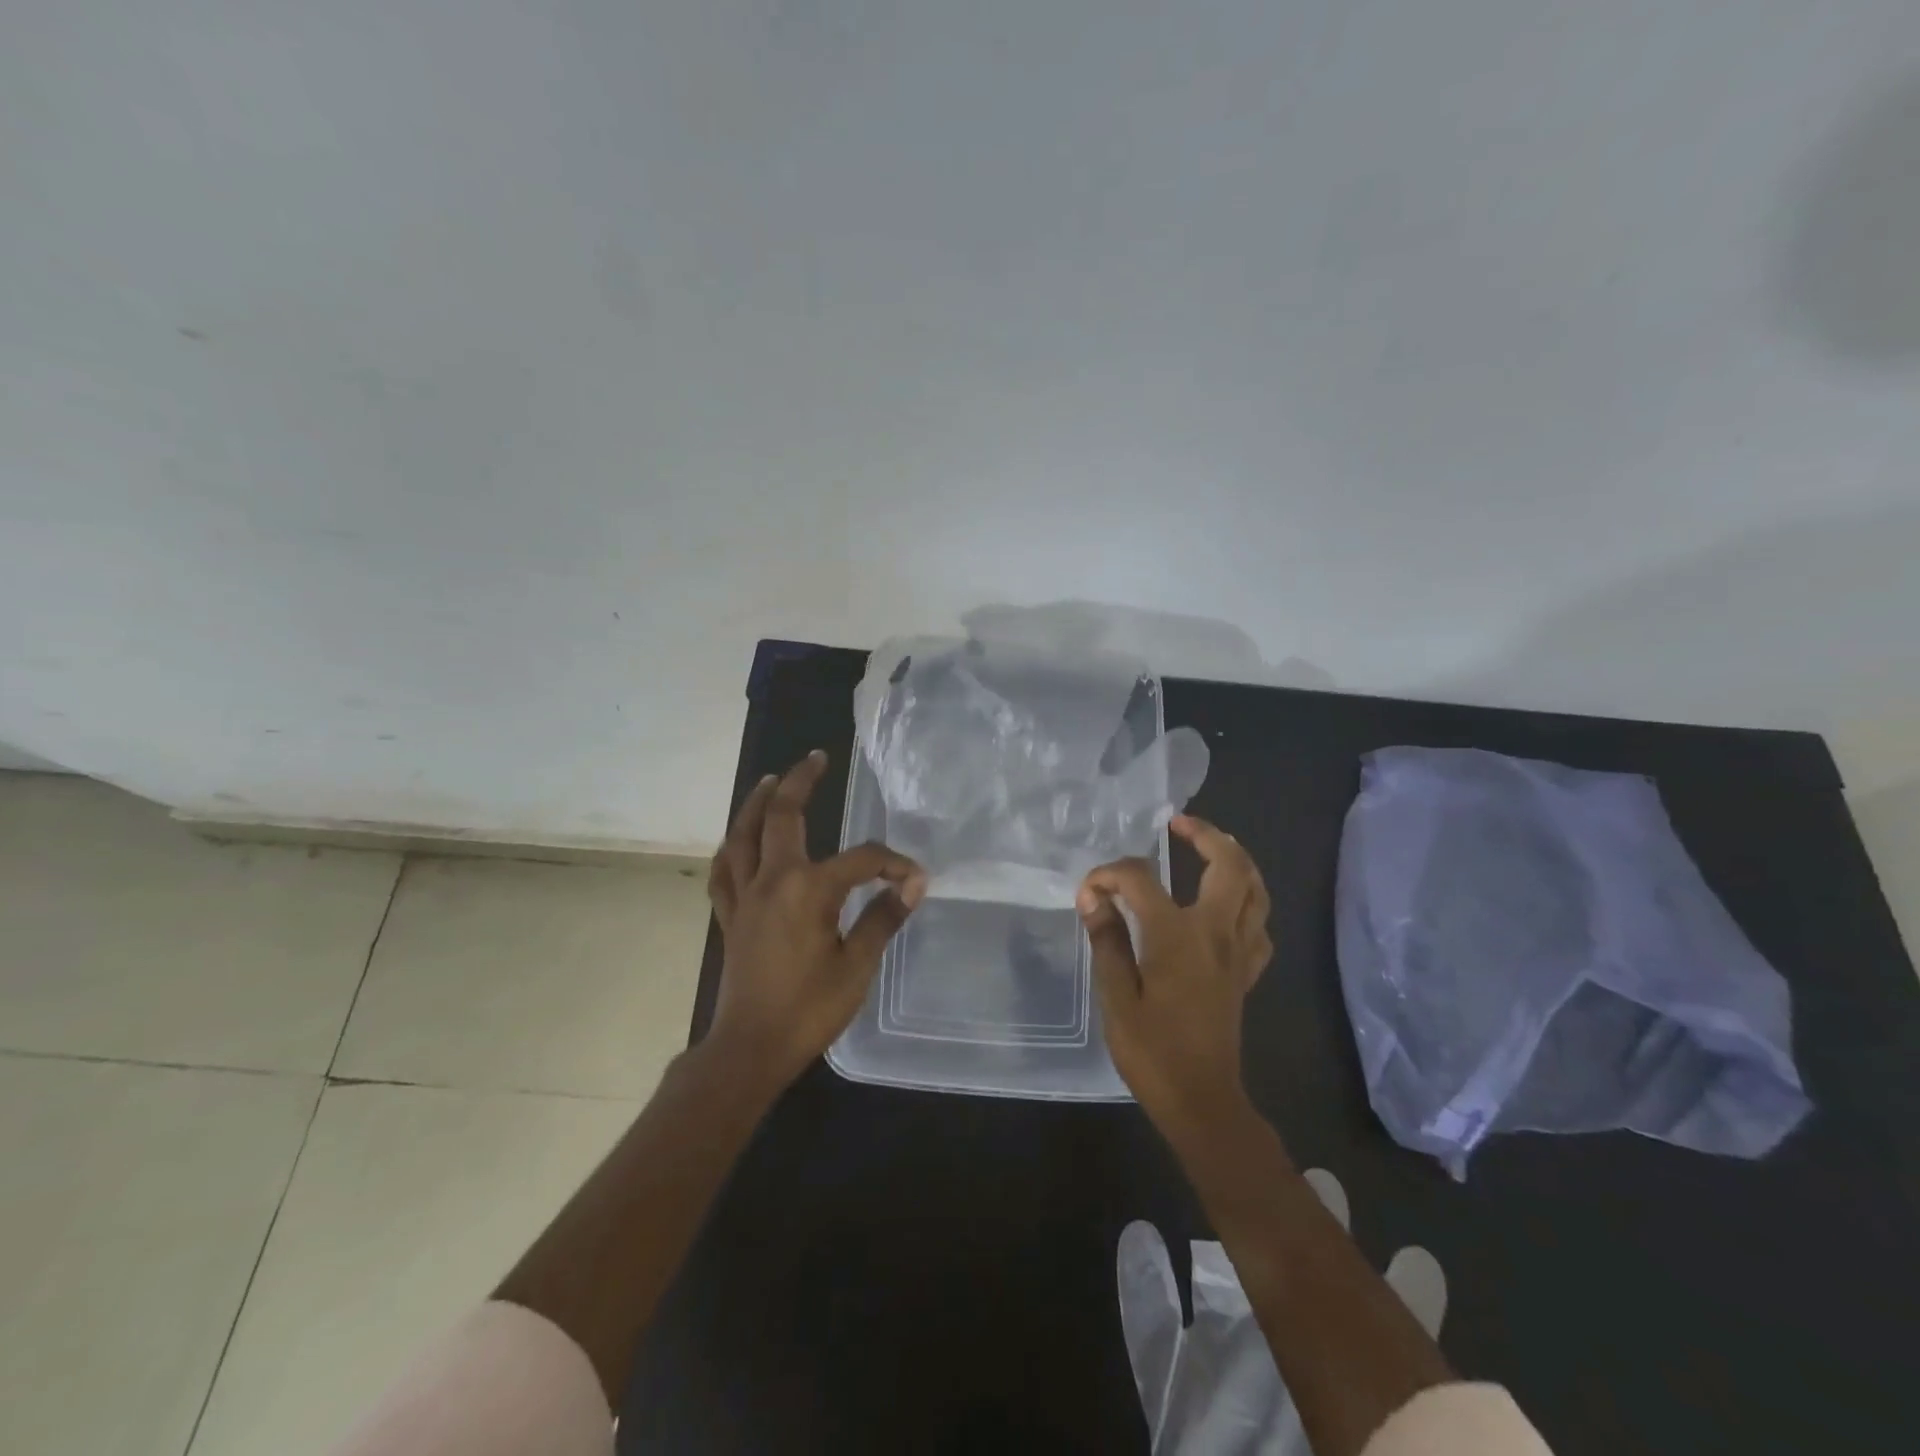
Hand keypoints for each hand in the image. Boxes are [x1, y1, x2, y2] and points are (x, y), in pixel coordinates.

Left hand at [705, 750, 926, 1090]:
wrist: (749, 1049)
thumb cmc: (808, 1009)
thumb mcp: (857, 965)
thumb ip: (883, 918)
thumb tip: (914, 884)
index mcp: (808, 890)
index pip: (860, 860)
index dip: (891, 863)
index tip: (914, 877)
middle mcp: (772, 880)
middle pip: (782, 817)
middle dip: (800, 782)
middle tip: (816, 758)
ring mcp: (744, 896)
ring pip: (743, 835)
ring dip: (756, 803)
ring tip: (770, 780)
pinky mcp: (729, 916)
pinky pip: (724, 871)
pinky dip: (731, 848)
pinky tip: (737, 840)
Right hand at [1077, 815, 1272, 1136]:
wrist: (1202, 1101)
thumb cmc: (1152, 1051)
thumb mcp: (1115, 996)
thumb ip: (1106, 940)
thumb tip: (1093, 898)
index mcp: (1177, 935)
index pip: (1140, 880)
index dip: (1109, 875)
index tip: (1088, 891)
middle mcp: (1216, 933)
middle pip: (1228, 865)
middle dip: (1205, 834)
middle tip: (1179, 824)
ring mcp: (1238, 952)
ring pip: (1255, 890)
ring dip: (1236, 859)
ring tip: (1212, 846)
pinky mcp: (1247, 972)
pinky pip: (1258, 924)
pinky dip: (1247, 901)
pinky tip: (1228, 904)